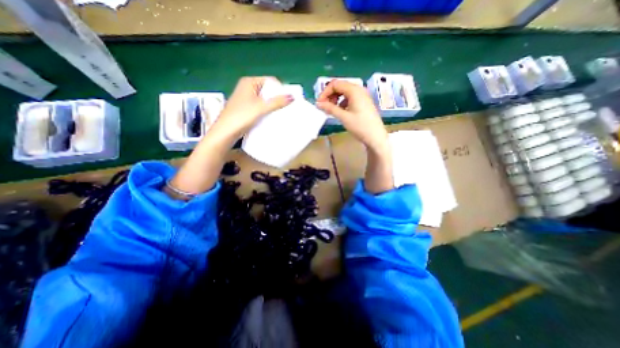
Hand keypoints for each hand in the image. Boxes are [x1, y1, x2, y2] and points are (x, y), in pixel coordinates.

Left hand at [210, 76, 293, 140]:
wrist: (226, 132)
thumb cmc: (242, 116)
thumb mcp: (261, 108)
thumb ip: (277, 102)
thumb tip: (292, 97)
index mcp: (249, 82)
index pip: (270, 81)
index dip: (280, 89)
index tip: (287, 100)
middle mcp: (246, 87)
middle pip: (267, 90)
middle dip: (276, 98)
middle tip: (286, 108)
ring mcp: (245, 98)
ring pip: (263, 99)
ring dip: (272, 105)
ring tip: (280, 113)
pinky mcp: (245, 108)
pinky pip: (259, 106)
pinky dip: (266, 110)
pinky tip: (270, 117)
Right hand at [320, 80, 385, 152]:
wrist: (376, 136)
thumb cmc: (360, 126)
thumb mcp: (343, 117)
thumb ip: (330, 108)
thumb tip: (318, 104)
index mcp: (354, 90)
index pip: (335, 84)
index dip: (325, 92)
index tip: (319, 103)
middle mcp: (359, 89)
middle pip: (340, 86)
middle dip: (330, 95)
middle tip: (324, 107)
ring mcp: (362, 95)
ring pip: (345, 92)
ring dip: (336, 99)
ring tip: (331, 110)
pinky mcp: (363, 102)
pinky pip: (350, 98)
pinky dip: (342, 102)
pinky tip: (340, 111)